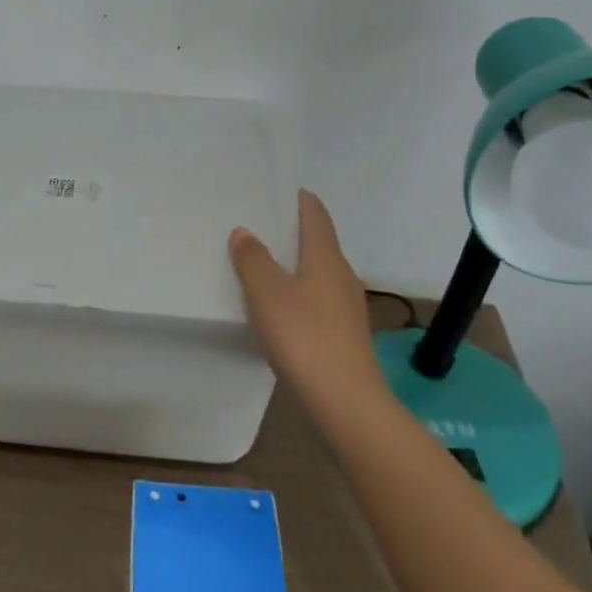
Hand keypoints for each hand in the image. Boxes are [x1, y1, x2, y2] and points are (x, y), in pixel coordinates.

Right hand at [229, 190, 384, 415]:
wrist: (344, 401)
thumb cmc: (304, 336)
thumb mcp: (267, 293)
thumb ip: (253, 259)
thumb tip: (244, 231)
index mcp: (327, 258)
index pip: (317, 216)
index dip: (302, 201)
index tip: (286, 190)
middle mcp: (342, 276)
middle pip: (320, 244)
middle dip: (294, 233)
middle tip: (263, 225)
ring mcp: (346, 308)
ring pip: (319, 274)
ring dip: (296, 265)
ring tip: (265, 264)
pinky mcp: (343, 335)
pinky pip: (318, 300)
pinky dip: (299, 293)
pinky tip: (281, 307)